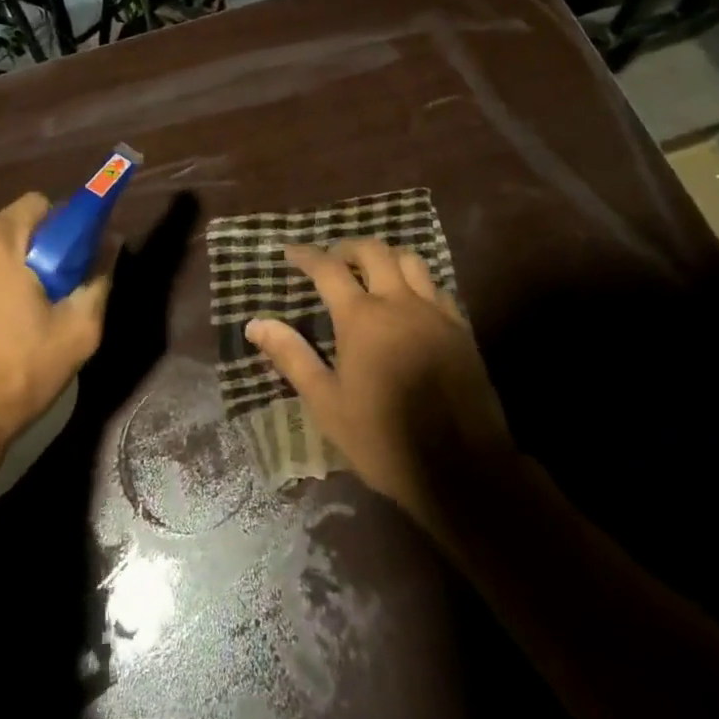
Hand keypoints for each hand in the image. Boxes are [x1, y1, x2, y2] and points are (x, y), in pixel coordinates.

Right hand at [246, 239, 512, 535]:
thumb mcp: (327, 404)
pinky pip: (435, 286)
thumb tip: (256, 324)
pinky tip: (408, 302)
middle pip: (373, 251)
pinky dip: (415, 281)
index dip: (307, 255)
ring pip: (409, 260)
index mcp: (362, 318)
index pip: (328, 269)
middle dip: (348, 248)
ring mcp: (435, 312)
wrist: (462, 470)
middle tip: (332, 260)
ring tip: (370, 273)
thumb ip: (292, 357)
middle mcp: (399, 302)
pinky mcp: (460, 328)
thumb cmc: (383, 440)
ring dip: (385, 257)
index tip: (291, 251)